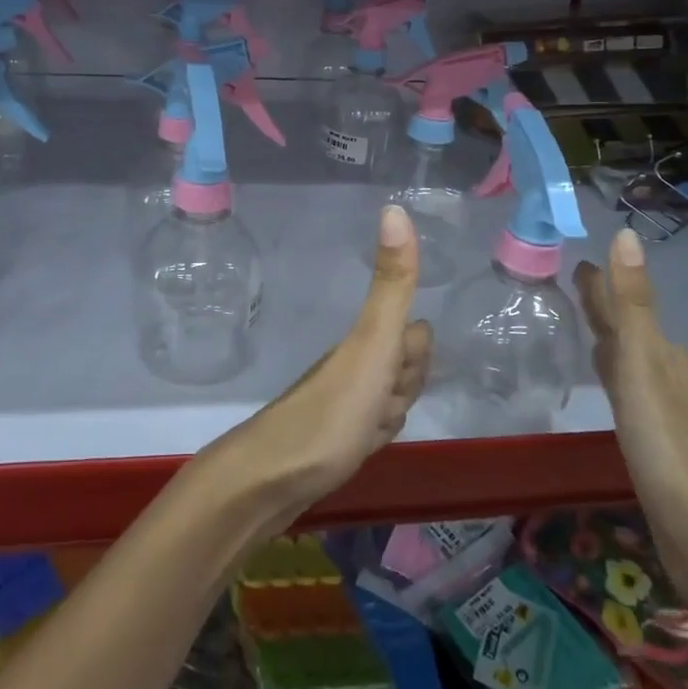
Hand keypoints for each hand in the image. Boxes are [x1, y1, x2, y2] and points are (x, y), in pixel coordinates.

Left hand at [221, 205, 431, 519]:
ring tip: (365, 433)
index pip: (416, 334)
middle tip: (377, 407)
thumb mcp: (372, 344)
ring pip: (390, 400)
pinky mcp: (335, 436)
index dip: (416, 356)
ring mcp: (342, 400)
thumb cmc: (332, 412)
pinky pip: (371, 428)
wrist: (271, 481)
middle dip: (405, 389)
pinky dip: (372, 440)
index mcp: (364, 341)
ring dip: (390, 419)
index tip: (395, 374)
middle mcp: (352, 364)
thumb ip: (392, 284)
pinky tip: (359, 450)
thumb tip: (394, 208)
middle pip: (405, 367)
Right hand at [575, 228, 687, 589]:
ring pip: (627, 356)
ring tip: (582, 321)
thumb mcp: (643, 366)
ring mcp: (662, 406)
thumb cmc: (666, 442)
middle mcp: (666, 372)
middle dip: (603, 303)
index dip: (602, 281)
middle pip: (628, 327)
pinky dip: (610, 371)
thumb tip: (626, 233)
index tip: (576, 258)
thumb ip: (632, 303)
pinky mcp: (654, 438)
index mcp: (663, 352)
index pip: (625, 303)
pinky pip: (625, 386)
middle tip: (571, 280)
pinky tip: (604, 379)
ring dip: (606, 335)